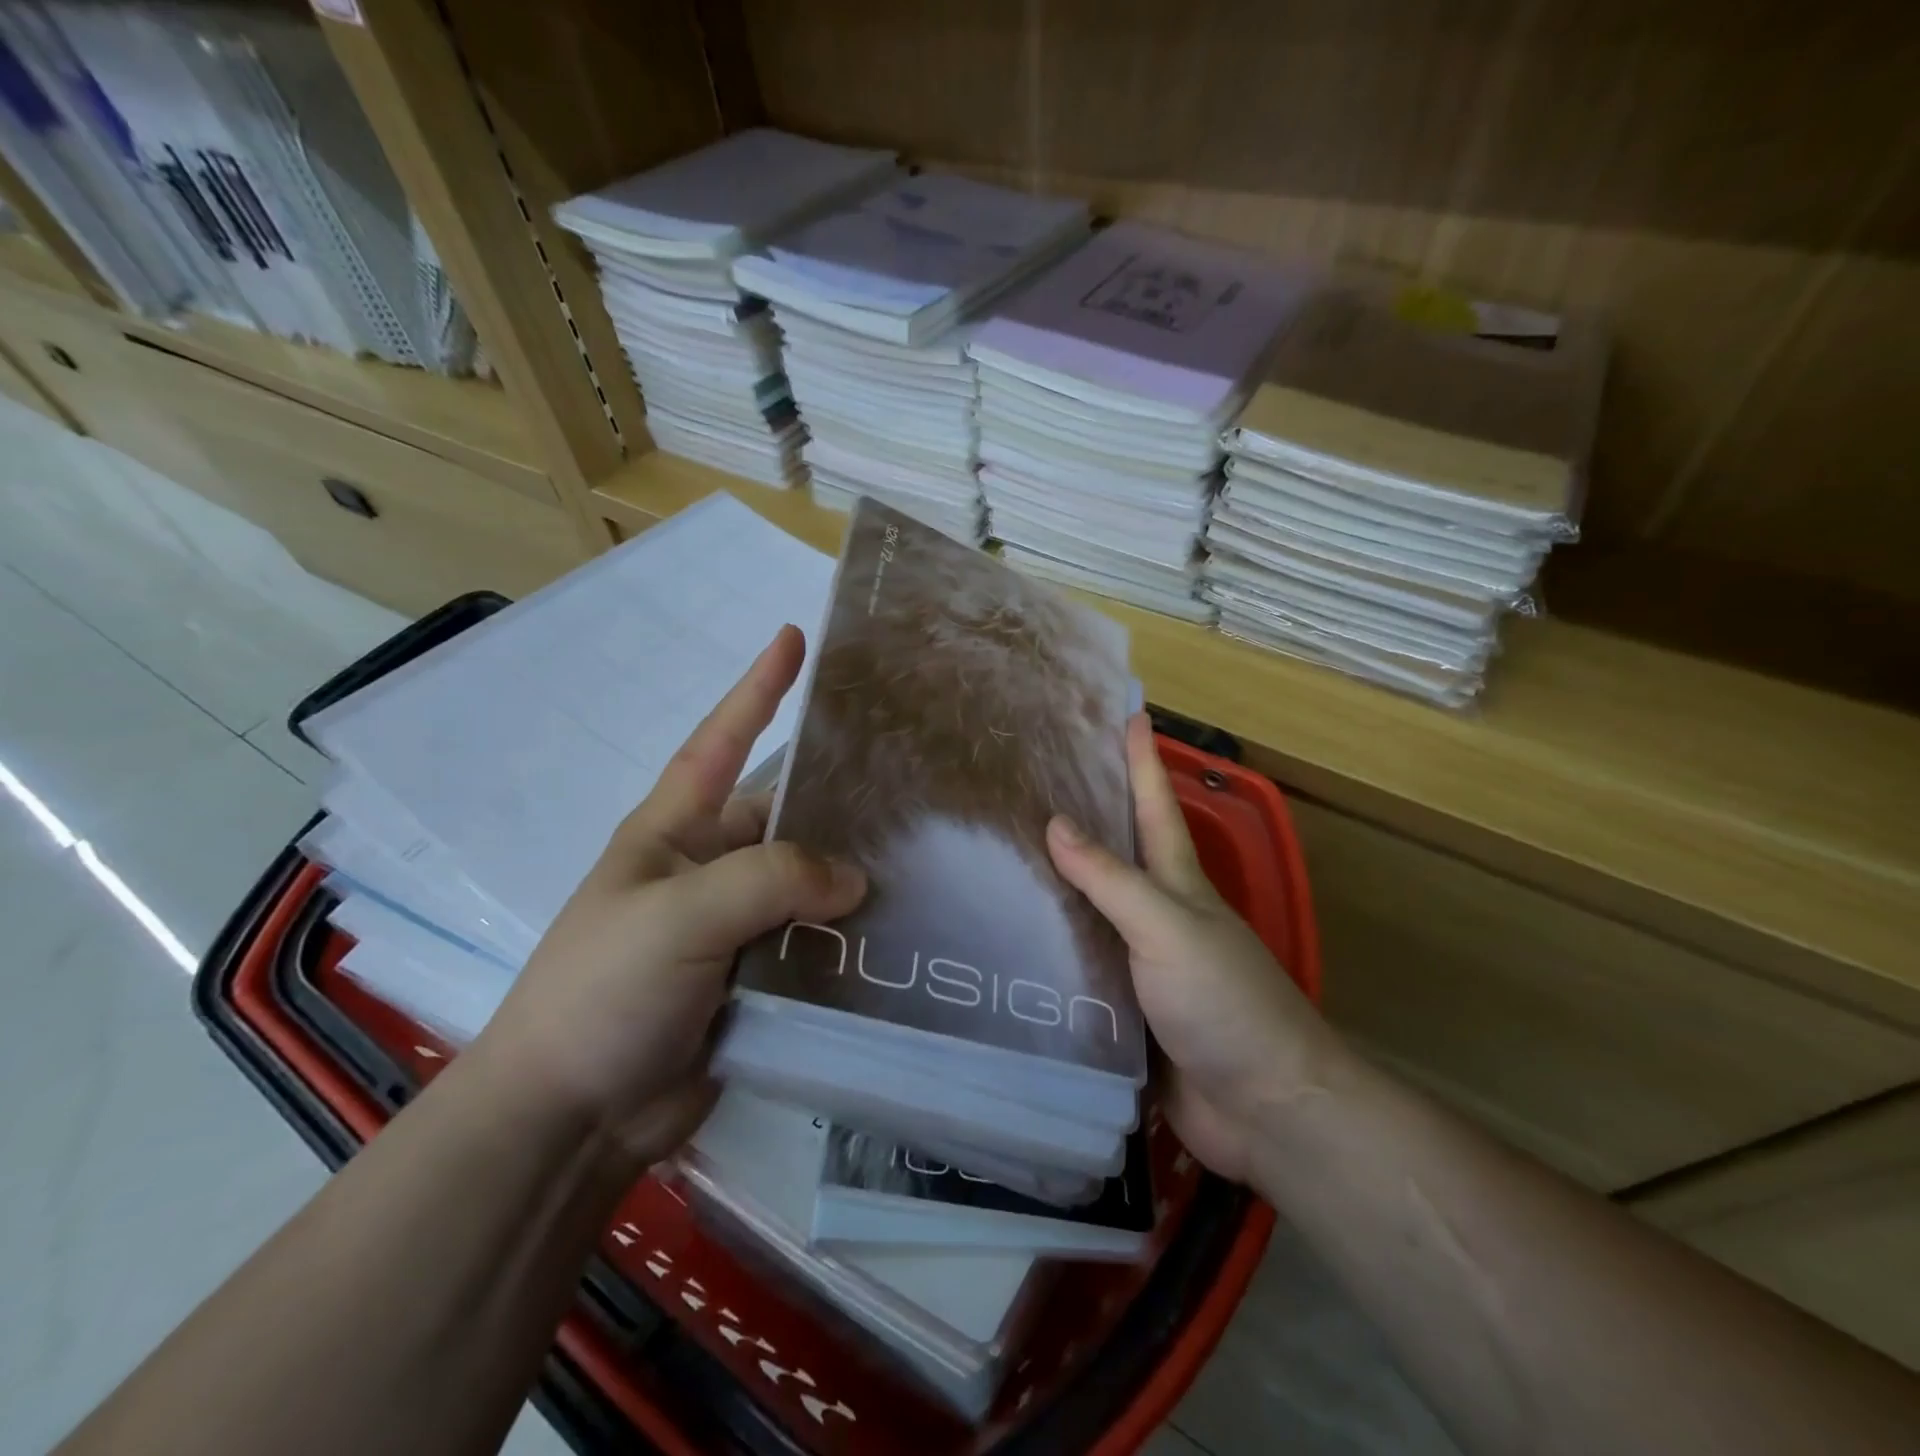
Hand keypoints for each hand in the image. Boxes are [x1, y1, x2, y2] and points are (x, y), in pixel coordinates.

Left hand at [475, 626, 865, 1164]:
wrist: (570, 1118)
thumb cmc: (605, 990)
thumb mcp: (679, 915)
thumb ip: (770, 880)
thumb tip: (855, 880)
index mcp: (674, 831)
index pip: (720, 740)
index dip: (756, 688)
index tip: (792, 638)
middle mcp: (709, 869)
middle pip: (786, 817)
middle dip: (838, 800)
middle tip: (913, 781)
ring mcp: (734, 927)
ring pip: (809, 884)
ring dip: (854, 878)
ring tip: (929, 859)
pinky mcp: (757, 980)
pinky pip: (815, 944)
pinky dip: (851, 939)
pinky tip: (903, 935)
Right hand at [1047, 715, 1332, 1182]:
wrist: (1263, 1107)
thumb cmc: (1224, 1001)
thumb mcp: (1167, 927)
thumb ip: (1112, 880)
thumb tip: (1055, 823)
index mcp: (1176, 883)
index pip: (1155, 805)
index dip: (1142, 759)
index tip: (1127, 712)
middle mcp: (1157, 914)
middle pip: (1115, 852)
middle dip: (1084, 813)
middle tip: (1032, 780)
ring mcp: (1140, 962)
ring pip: (1089, 910)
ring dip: (1054, 884)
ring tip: (1000, 855)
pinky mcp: (1123, 1009)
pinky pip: (1077, 966)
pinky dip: (1048, 948)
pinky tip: (1009, 940)